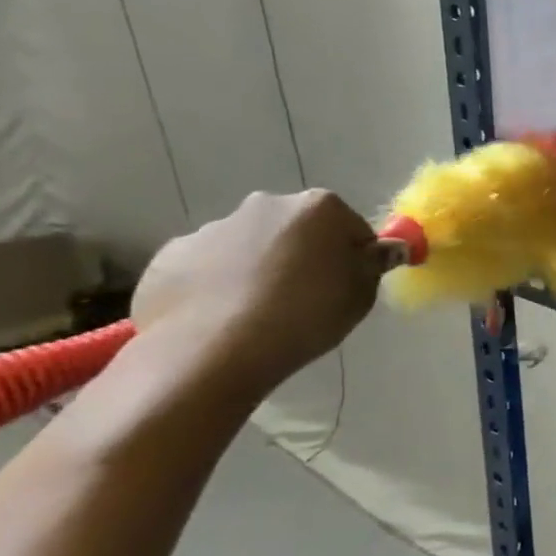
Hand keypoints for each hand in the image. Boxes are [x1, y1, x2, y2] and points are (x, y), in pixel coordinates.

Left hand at [131, 191, 385, 394]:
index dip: (354, 258)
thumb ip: (373, 265)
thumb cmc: (305, 316)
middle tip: (306, 297)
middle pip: (297, 229)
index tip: (347, 286)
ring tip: (259, 313)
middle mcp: (266, 205)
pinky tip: (222, 317)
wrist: (212, 351)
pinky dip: (217, 284)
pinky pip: (207, 267)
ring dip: (259, 267)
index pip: (351, 228)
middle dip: (303, 254)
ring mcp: (212, 228)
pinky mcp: (170, 257)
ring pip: (250, 245)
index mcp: (319, 208)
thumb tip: (385, 249)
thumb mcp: (361, 295)